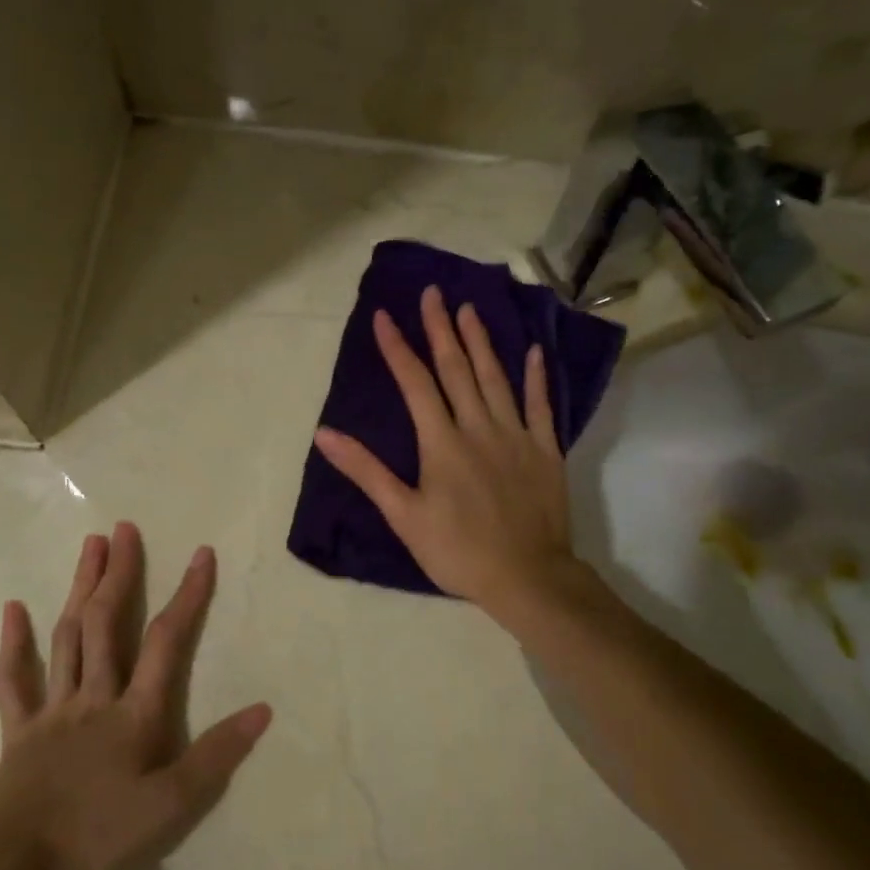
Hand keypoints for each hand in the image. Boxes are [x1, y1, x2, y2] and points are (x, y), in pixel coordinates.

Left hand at [0, 523, 271, 869]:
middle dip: (119, 574)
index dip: (187, 596)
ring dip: (78, 589)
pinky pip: (14, 681)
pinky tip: (13, 608)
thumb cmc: (98, 837)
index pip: (165, 642)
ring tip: (90, 546)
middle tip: (125, 529)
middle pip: (105, 624)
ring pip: (66, 638)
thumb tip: (263, 709)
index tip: (201, 554)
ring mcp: (52, 710)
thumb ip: (217, 755)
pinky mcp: (18, 731)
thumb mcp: (171, 805)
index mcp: (133, 713)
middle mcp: (93, 697)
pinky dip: (14, 644)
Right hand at [313, 285, 583, 622]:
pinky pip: (540, 405)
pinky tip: (533, 352)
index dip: (398, 349)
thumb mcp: (403, 515)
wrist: (526, 576)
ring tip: (469, 309)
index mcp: (441, 442)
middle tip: (433, 293)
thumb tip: (325, 433)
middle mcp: (479, 427)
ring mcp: (516, 435)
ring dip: (481, 342)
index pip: (415, 384)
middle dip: (441, 329)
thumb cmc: (457, 551)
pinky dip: (536, 377)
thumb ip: (366, 471)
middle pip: (456, 369)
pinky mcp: (545, 450)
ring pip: (496, 378)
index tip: (384, 316)